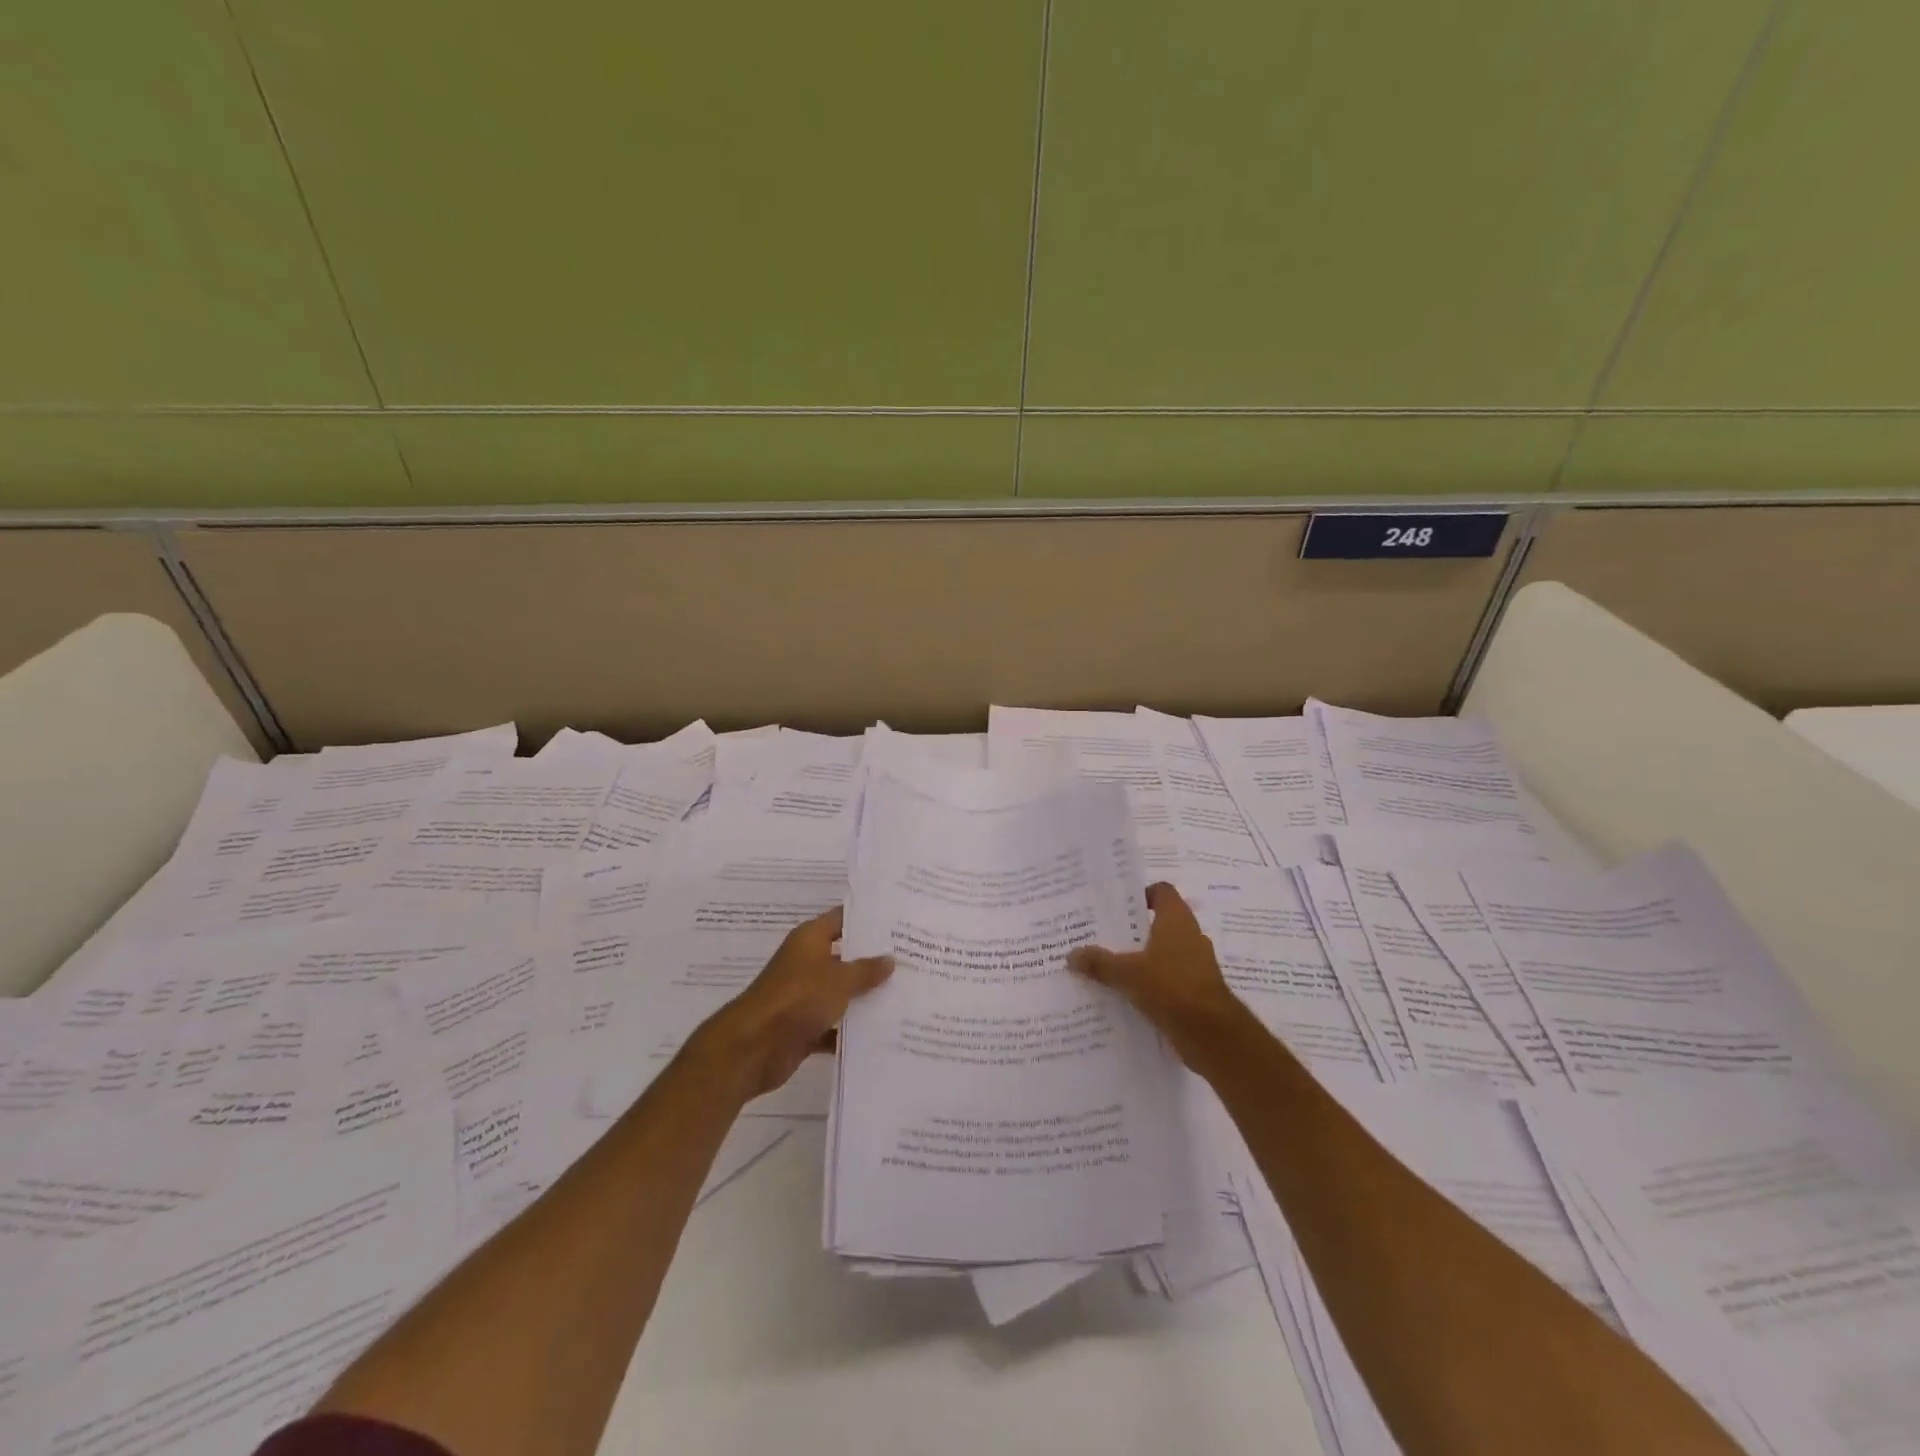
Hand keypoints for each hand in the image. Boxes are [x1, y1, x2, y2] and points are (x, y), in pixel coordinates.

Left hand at [693, 905, 893, 1102]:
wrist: (753, 1048)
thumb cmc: (797, 999)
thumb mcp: (839, 980)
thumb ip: (866, 970)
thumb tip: (890, 959)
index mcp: (810, 940)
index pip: (842, 919)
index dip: (868, 919)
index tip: (898, 921)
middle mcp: (807, 963)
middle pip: (846, 956)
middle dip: (874, 961)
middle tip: (912, 959)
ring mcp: (804, 996)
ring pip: (842, 993)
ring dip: (866, 998)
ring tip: (906, 996)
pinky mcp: (804, 1027)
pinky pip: (834, 1025)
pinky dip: (852, 1030)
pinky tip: (884, 1033)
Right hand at [1068, 883, 1248, 1069]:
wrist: (1213, 1035)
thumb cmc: (1171, 988)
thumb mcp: (1127, 973)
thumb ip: (1099, 963)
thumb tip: (1071, 955)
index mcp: (1177, 920)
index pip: (1162, 892)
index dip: (1142, 894)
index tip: (1118, 907)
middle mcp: (1190, 936)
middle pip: (1159, 923)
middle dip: (1133, 930)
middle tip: (1103, 936)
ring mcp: (1196, 964)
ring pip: (1163, 953)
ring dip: (1142, 958)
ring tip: (1110, 966)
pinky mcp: (1197, 990)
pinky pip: (1169, 978)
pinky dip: (1152, 983)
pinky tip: (1127, 994)